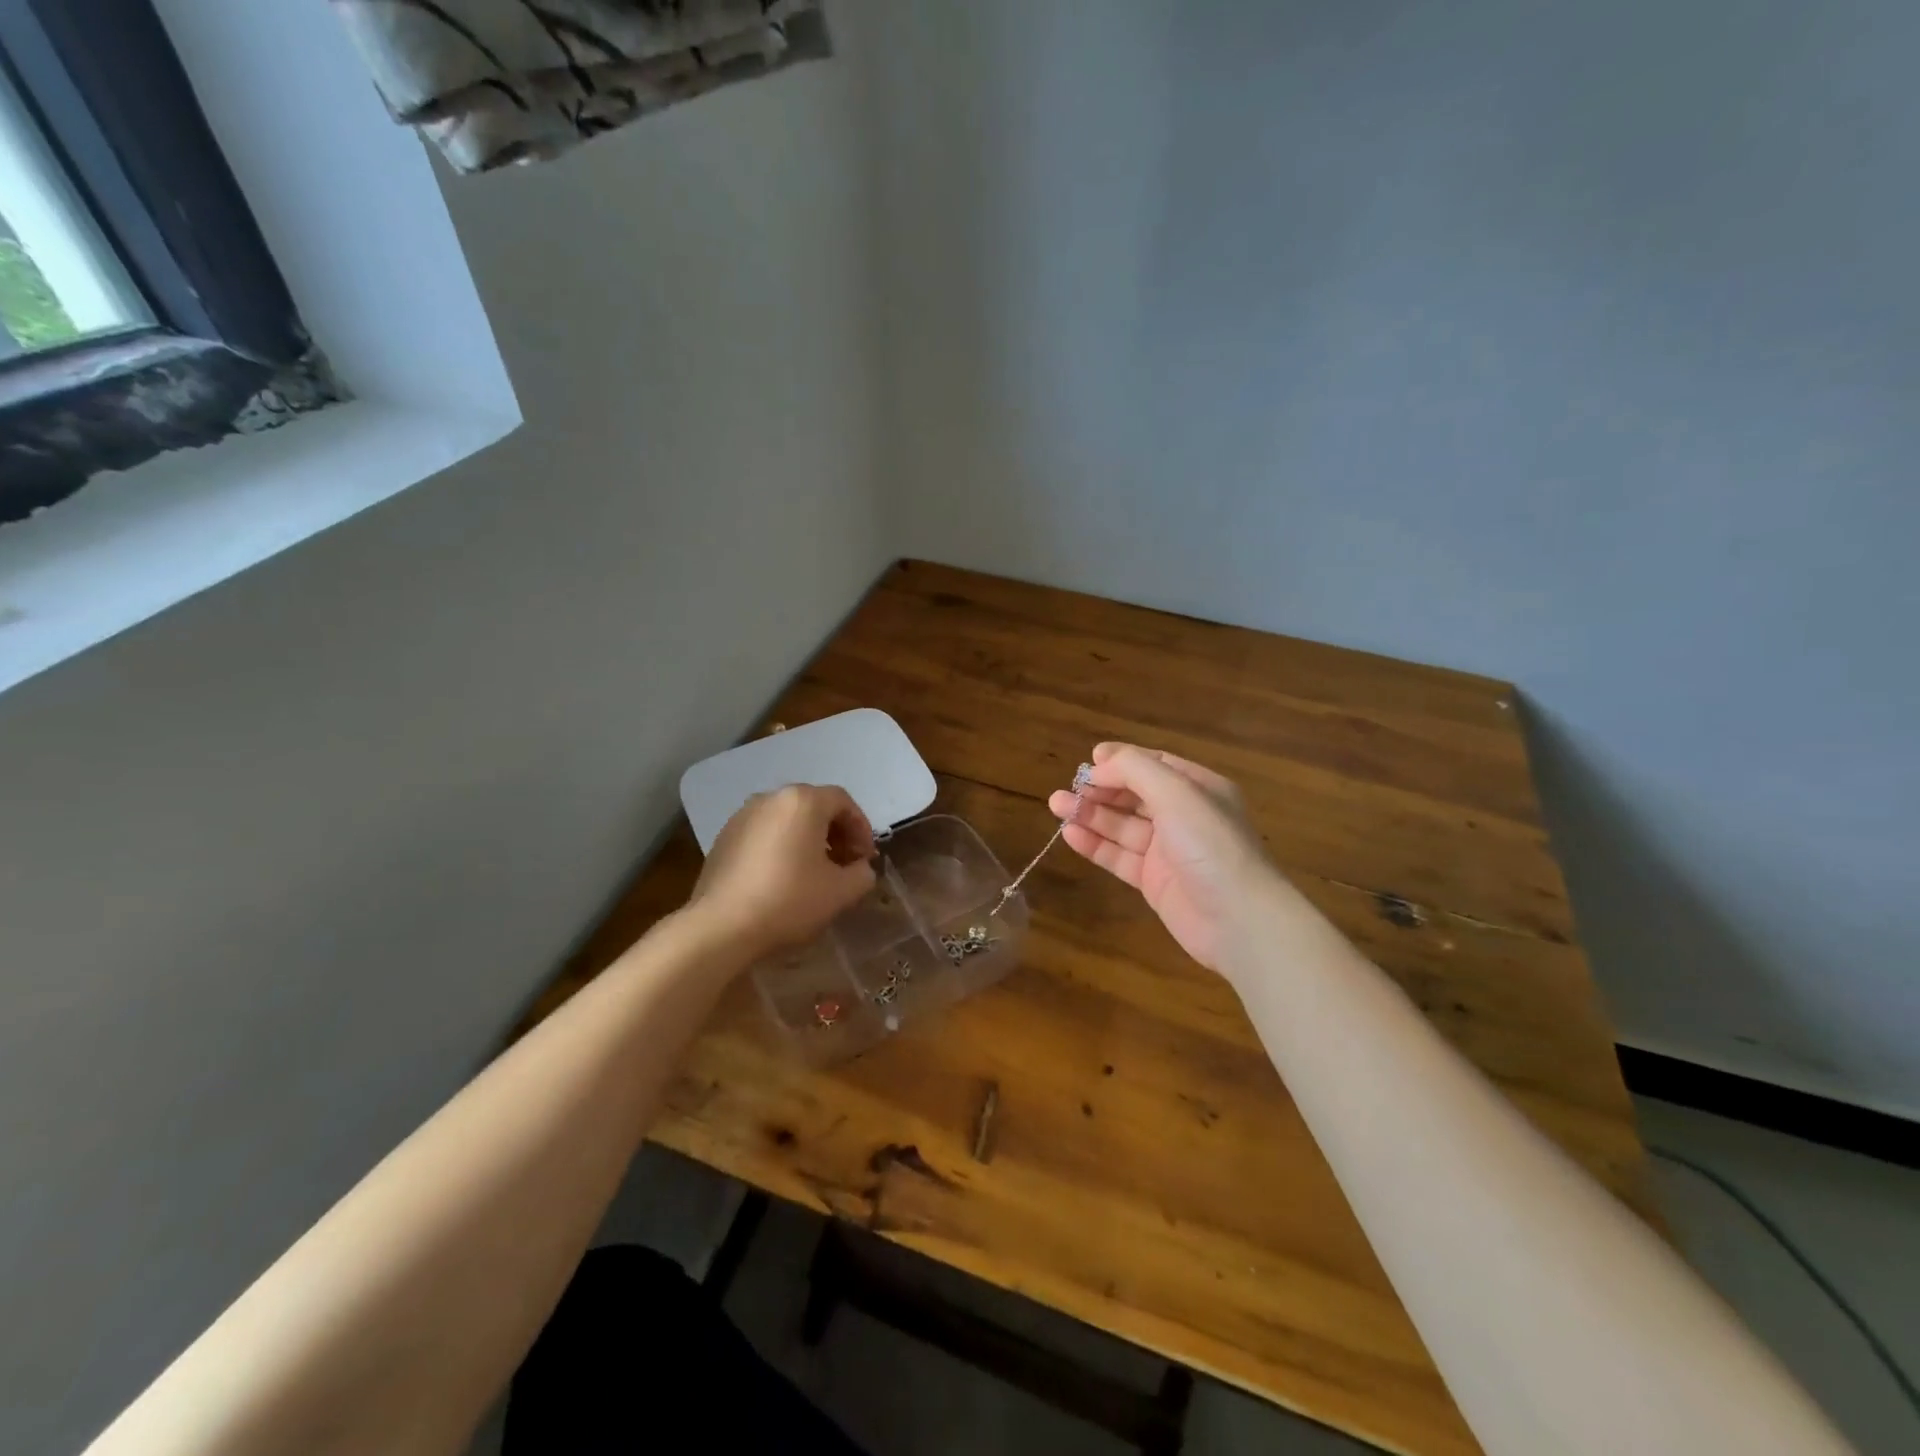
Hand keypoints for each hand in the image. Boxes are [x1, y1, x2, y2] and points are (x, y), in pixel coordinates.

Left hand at [691, 785, 876, 957]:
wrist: (721, 926)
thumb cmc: (789, 900)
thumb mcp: (841, 892)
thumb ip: (862, 874)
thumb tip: (860, 868)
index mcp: (803, 801)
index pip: (843, 802)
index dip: (861, 828)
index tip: (866, 857)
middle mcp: (772, 798)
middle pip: (814, 805)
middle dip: (835, 832)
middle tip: (845, 863)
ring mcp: (743, 815)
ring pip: (788, 818)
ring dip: (808, 838)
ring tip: (815, 871)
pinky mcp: (724, 836)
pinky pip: (764, 832)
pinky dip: (781, 845)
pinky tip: (782, 877)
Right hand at [1048, 742, 1277, 973]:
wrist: (1239, 920)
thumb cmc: (1210, 845)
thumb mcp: (1176, 794)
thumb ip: (1135, 770)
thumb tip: (1099, 764)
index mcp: (1199, 789)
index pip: (1155, 765)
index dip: (1122, 761)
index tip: (1090, 760)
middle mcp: (1184, 816)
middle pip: (1135, 795)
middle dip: (1101, 789)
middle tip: (1068, 788)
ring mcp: (1168, 851)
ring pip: (1122, 826)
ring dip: (1091, 814)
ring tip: (1056, 805)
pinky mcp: (1154, 882)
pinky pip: (1119, 856)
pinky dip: (1095, 844)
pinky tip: (1070, 834)